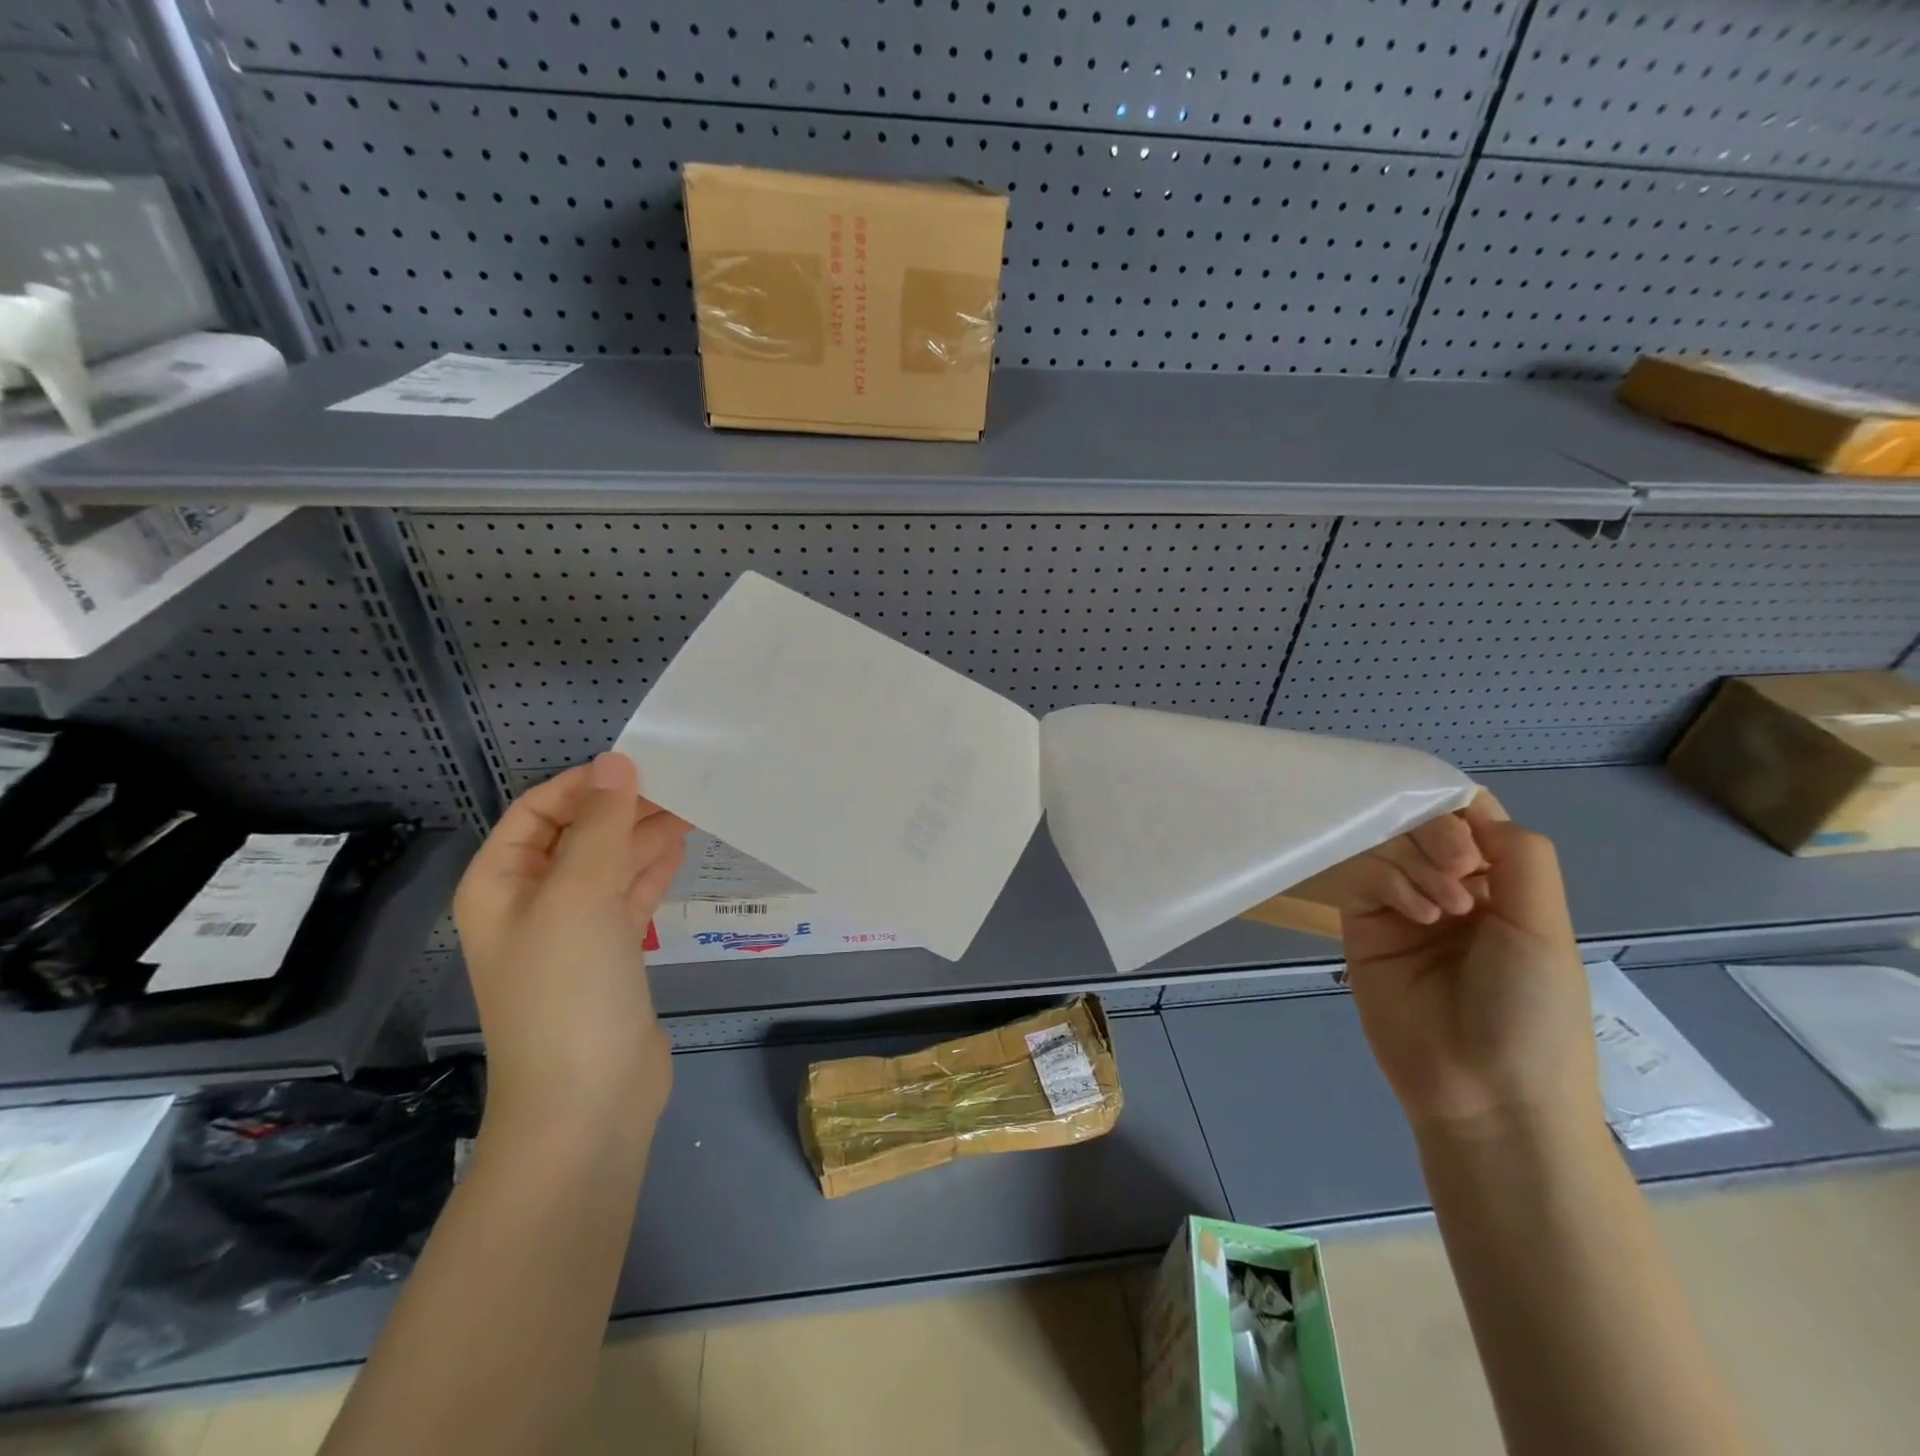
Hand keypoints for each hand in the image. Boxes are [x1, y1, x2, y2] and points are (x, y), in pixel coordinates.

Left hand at [453, 753, 688, 1130]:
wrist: (587, 1101)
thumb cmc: (568, 990)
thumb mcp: (579, 895)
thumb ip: (600, 825)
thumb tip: (617, 761)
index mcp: (501, 883)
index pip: (538, 810)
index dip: (586, 784)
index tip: (644, 765)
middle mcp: (532, 901)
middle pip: (579, 835)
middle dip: (625, 808)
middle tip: (685, 785)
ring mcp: (573, 931)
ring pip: (610, 864)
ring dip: (645, 835)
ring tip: (695, 808)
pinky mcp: (610, 955)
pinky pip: (630, 896)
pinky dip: (652, 870)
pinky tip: (681, 848)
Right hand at [1340, 795, 1601, 1135]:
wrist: (1485, 1093)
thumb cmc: (1533, 1013)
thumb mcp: (1545, 929)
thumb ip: (1520, 856)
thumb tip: (1470, 810)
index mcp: (1501, 888)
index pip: (1472, 820)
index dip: (1460, 809)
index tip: (1464, 826)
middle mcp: (1448, 889)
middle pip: (1423, 825)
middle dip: (1439, 836)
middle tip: (1461, 869)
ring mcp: (1400, 908)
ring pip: (1389, 846)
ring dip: (1417, 863)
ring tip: (1445, 907)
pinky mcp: (1362, 926)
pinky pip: (1363, 878)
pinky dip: (1389, 882)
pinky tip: (1418, 914)